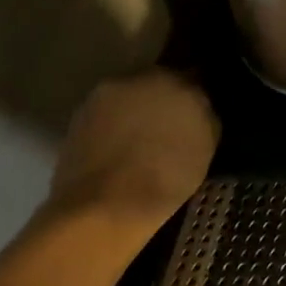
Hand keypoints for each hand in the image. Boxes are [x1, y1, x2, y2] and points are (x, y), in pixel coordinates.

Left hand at [45, 69, 220, 237]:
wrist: (103, 209)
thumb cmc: (166, 177)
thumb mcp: (207, 146)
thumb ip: (205, 115)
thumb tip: (199, 107)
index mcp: (179, 79)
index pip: (194, 76)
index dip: (195, 97)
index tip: (196, 114)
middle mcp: (141, 77)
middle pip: (158, 82)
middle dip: (164, 99)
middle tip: (169, 127)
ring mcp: (106, 95)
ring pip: (129, 96)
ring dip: (136, 110)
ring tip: (140, 141)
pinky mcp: (78, 116)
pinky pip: (106, 114)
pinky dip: (112, 126)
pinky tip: (117, 151)